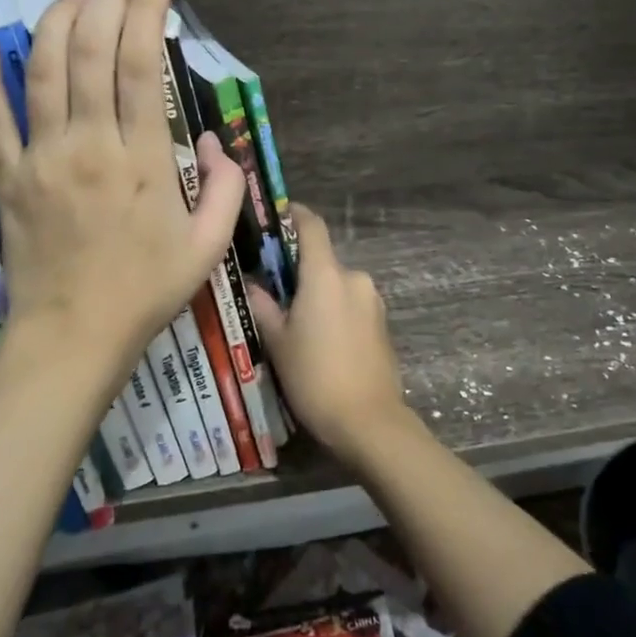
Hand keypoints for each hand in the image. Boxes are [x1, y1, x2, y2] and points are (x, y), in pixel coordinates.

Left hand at [0, 0, 242, 395]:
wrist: (73, 338)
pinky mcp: (7, 175)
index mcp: (142, 158)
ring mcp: (41, 156)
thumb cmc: (145, 292)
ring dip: (57, 20)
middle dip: (108, 3)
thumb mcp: (207, 247)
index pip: (140, 65)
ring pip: (43, 69)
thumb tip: (217, 142)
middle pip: (90, 51)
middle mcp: (89, 143)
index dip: (149, 15)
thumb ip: (224, 188)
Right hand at [246, 204, 415, 463]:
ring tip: (296, 326)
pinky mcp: (382, 323)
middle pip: (322, 261)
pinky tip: (321, 343)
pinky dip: (334, 312)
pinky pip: (351, 305)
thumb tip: (252, 284)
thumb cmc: (315, 377)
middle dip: (299, 272)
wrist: (369, 421)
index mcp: (326, 275)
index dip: (294, 214)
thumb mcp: (278, 342)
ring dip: (318, 295)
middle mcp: (354, 278)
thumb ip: (263, 306)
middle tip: (273, 294)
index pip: (312, 226)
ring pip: (337, 286)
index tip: (276, 215)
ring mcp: (373, 301)